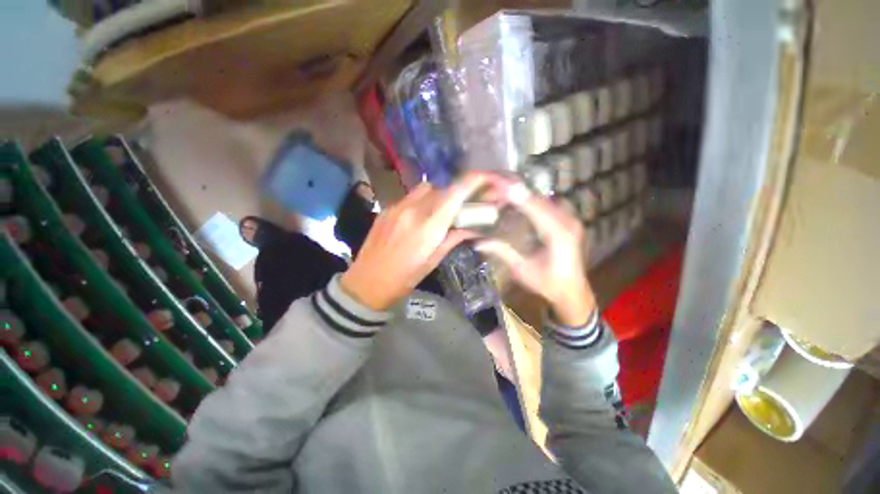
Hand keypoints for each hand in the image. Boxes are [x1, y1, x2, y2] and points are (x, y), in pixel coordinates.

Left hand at [339, 172, 491, 310]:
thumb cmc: (404, 278)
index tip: (489, 178)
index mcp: (428, 226)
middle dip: (455, 194)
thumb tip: (471, 227)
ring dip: (437, 196)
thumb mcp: (433, 261)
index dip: (475, 180)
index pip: (455, 193)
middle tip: (460, 208)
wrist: (366, 283)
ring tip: (438, 213)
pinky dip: (421, 202)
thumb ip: (453, 239)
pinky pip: (409, 197)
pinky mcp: (386, 209)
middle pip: (441, 188)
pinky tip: (418, 218)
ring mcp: (396, 207)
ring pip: (425, 189)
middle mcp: (413, 210)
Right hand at [475, 177, 595, 325]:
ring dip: (525, 194)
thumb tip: (479, 242)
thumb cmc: (548, 284)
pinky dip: (534, 201)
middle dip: (519, 191)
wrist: (572, 292)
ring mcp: (571, 220)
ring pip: (546, 200)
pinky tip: (521, 201)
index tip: (499, 184)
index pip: (535, 208)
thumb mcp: (523, 270)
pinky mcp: (569, 222)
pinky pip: (550, 205)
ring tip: (505, 190)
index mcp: (559, 235)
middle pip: (540, 200)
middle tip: (497, 184)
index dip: (517, 195)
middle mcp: (568, 223)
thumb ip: (503, 252)